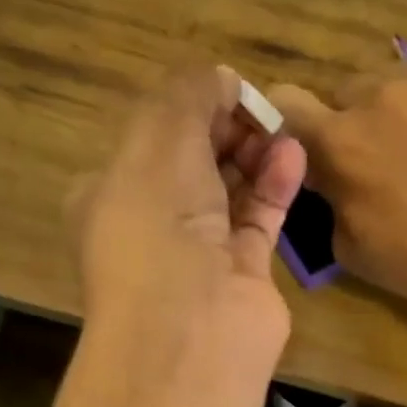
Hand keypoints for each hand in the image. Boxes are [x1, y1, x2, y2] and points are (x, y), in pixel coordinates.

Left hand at [72, 66, 306, 373]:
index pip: (152, 137)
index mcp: (113, 193)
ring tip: (282, 128)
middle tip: (258, 112)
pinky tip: (293, 156)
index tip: (224, 90)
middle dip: (225, 129)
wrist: (193, 327)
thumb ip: (187, 94)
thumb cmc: (158, 225)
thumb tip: (219, 78)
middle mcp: (153, 224)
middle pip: (194, 162)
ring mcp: (200, 254)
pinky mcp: (243, 276)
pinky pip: (260, 220)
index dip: (188, 107)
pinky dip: (276, 187)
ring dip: (255, 155)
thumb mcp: (159, 138)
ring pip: (230, 192)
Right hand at [269, 64, 406, 308]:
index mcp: (337, 140)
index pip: (285, 103)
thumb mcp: (348, 247)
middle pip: (342, 94)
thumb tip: (329, 180)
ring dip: (390, 112)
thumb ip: (327, 200)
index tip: (307, 150)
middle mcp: (374, 94)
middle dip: (349, 124)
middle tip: (373, 162)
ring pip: (388, 84)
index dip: (290, 125)